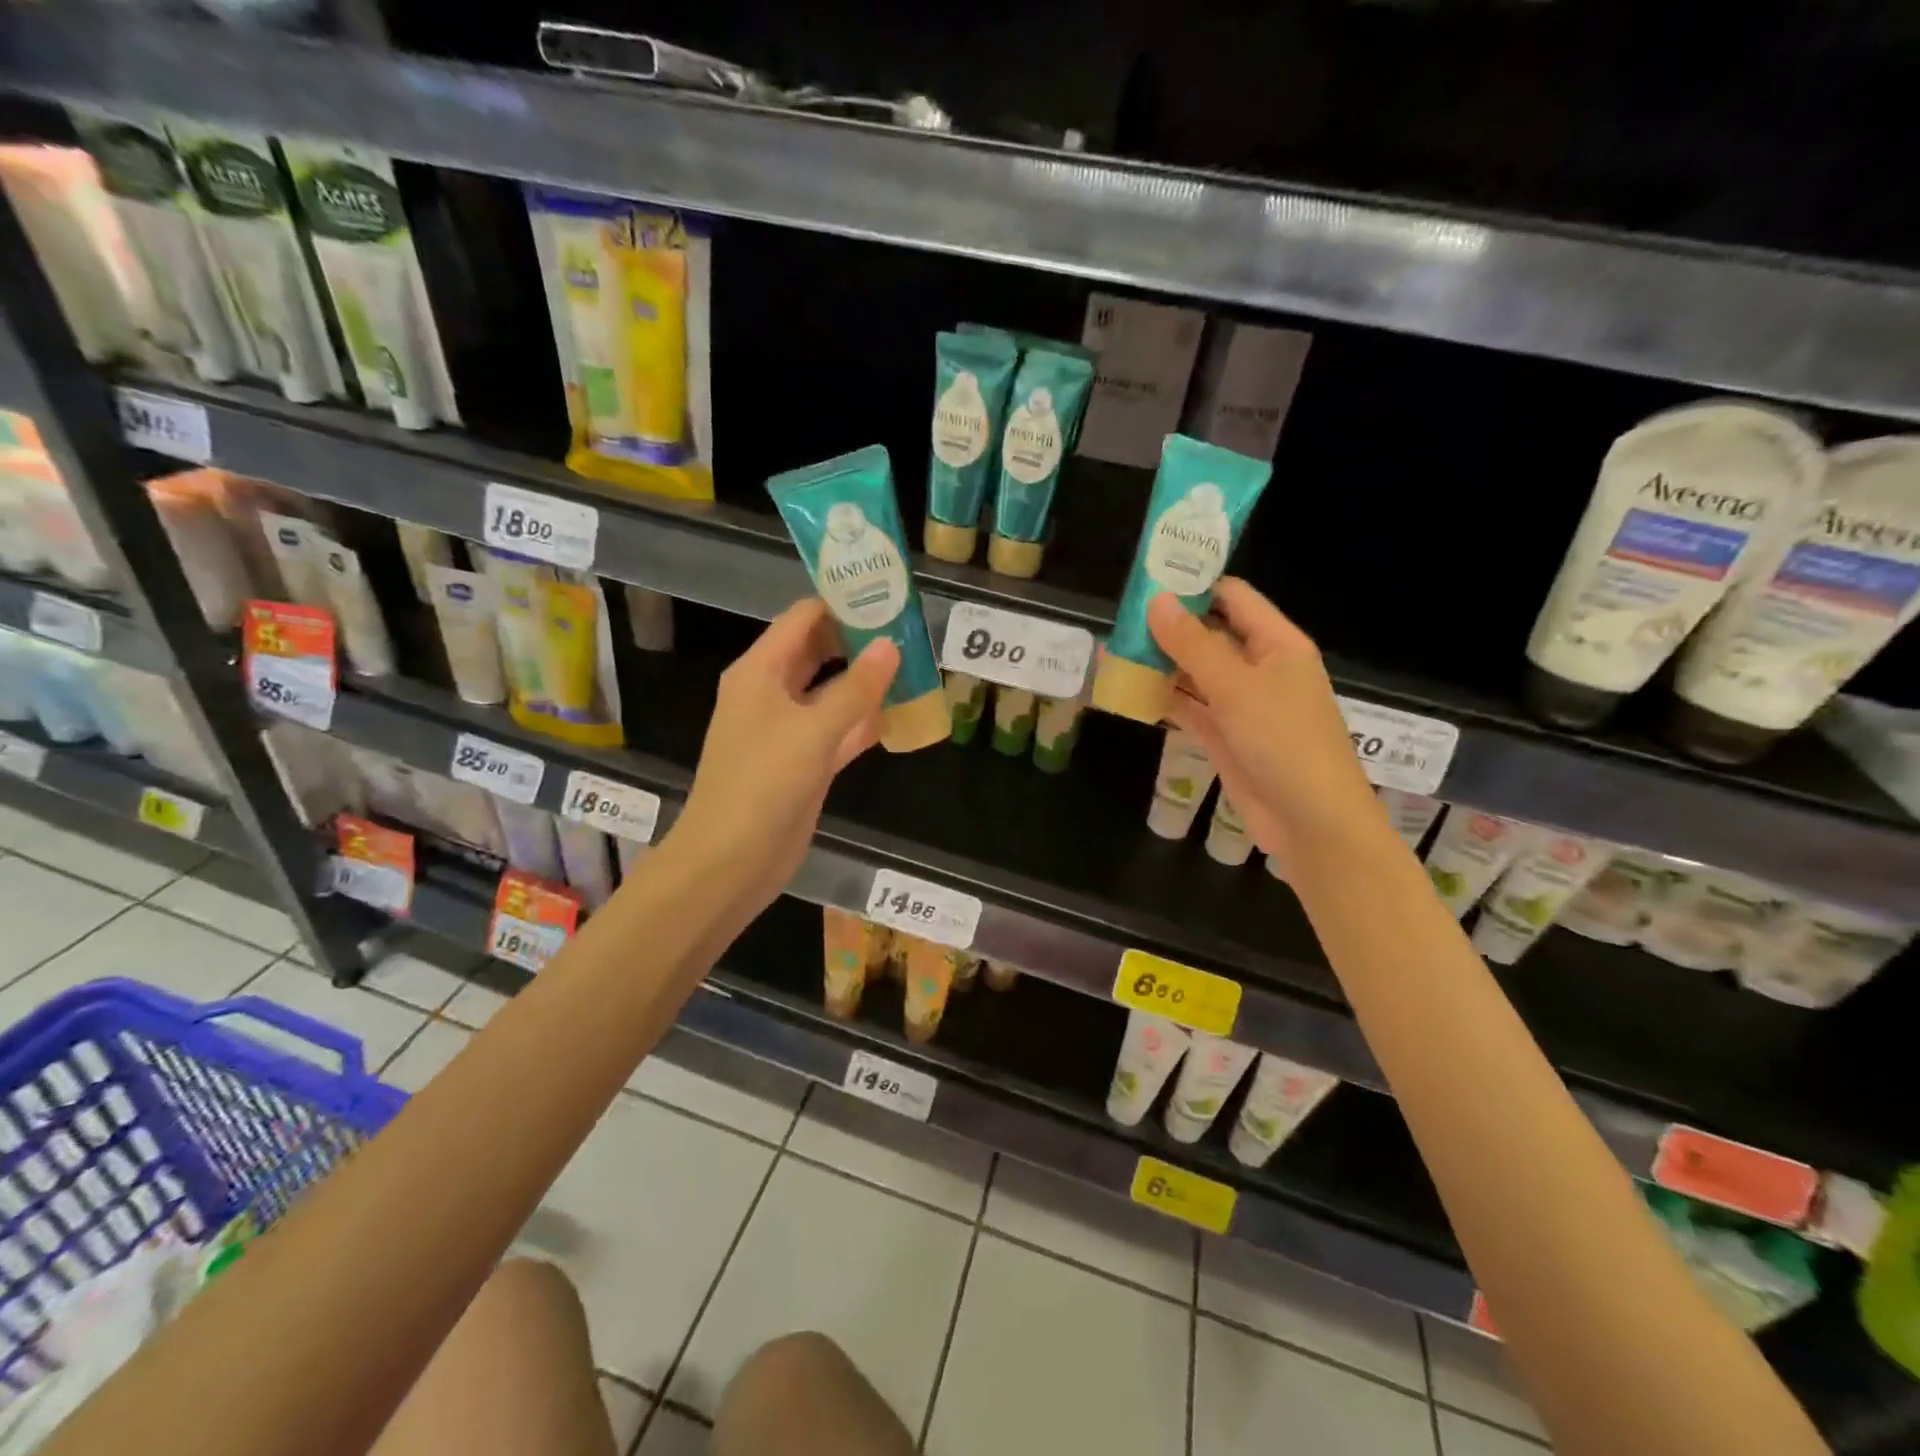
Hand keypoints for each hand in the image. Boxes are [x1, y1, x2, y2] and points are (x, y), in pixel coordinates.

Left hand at [673, 599, 897, 905]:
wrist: (732, 860)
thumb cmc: (763, 784)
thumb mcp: (813, 730)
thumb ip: (855, 688)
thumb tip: (890, 644)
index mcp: (760, 672)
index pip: (802, 619)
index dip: (841, 603)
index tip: (887, 594)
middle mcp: (771, 693)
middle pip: (817, 652)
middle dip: (859, 640)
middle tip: (909, 629)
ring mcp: (787, 730)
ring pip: (831, 692)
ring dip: (866, 681)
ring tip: (914, 664)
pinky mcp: (803, 763)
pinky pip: (838, 730)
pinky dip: (864, 721)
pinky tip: (902, 713)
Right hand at [1147, 581, 1379, 875]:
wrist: (1310, 820)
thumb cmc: (1283, 741)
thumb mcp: (1236, 686)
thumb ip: (1193, 644)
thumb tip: (1156, 601)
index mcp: (1277, 644)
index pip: (1233, 598)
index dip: (1194, 584)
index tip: (1148, 578)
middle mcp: (1261, 668)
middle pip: (1210, 635)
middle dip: (1168, 627)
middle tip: (1120, 617)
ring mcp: (1242, 705)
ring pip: (1196, 673)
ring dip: (1161, 664)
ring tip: (1115, 650)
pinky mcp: (1226, 736)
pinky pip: (1191, 708)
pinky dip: (1164, 699)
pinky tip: (1130, 689)